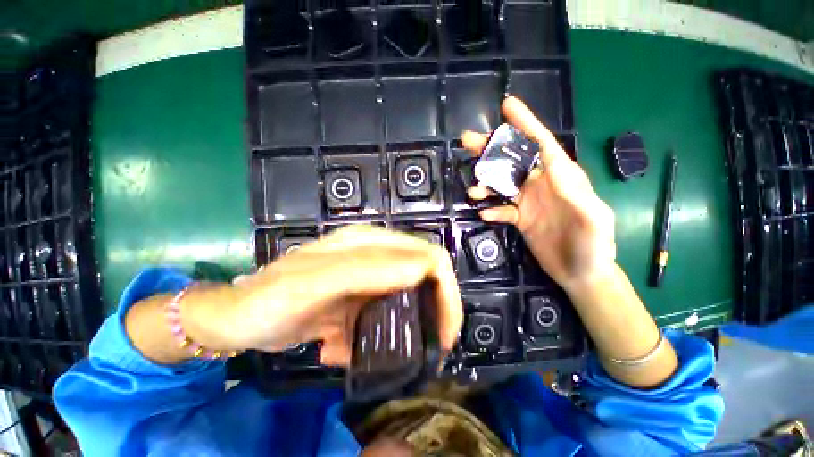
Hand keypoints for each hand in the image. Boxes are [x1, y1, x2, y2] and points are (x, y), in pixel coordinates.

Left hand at [227, 226, 462, 365]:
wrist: (235, 320)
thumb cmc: (268, 299)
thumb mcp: (314, 283)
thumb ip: (365, 270)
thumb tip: (422, 269)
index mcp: (370, 243)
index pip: (428, 256)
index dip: (445, 290)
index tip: (445, 332)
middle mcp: (375, 255)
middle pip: (424, 277)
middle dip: (433, 312)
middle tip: (428, 346)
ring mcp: (367, 278)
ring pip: (406, 300)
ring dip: (400, 329)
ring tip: (371, 352)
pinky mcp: (358, 298)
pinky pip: (383, 317)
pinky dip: (372, 339)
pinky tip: (341, 349)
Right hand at [462, 97, 615, 290]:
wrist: (581, 274)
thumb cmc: (594, 247)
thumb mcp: (594, 220)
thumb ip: (577, 194)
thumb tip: (553, 166)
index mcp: (562, 178)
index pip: (542, 144)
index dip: (525, 124)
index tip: (507, 106)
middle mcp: (542, 185)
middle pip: (513, 161)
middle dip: (491, 149)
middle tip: (467, 140)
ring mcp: (529, 202)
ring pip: (501, 185)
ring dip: (485, 184)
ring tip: (473, 191)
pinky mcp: (520, 219)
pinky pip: (502, 209)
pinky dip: (492, 210)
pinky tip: (486, 214)